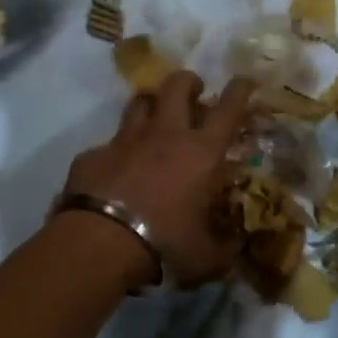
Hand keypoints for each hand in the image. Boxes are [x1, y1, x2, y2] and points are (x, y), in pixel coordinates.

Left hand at [59, 71, 254, 287]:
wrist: (99, 243)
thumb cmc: (164, 243)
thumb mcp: (205, 256)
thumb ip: (223, 248)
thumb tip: (236, 248)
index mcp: (202, 152)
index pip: (228, 109)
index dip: (239, 91)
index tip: (244, 81)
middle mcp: (166, 134)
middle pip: (177, 86)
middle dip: (188, 82)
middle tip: (193, 91)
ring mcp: (126, 140)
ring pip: (140, 102)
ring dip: (151, 104)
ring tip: (154, 117)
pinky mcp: (93, 154)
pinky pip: (108, 143)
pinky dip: (116, 151)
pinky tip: (116, 169)